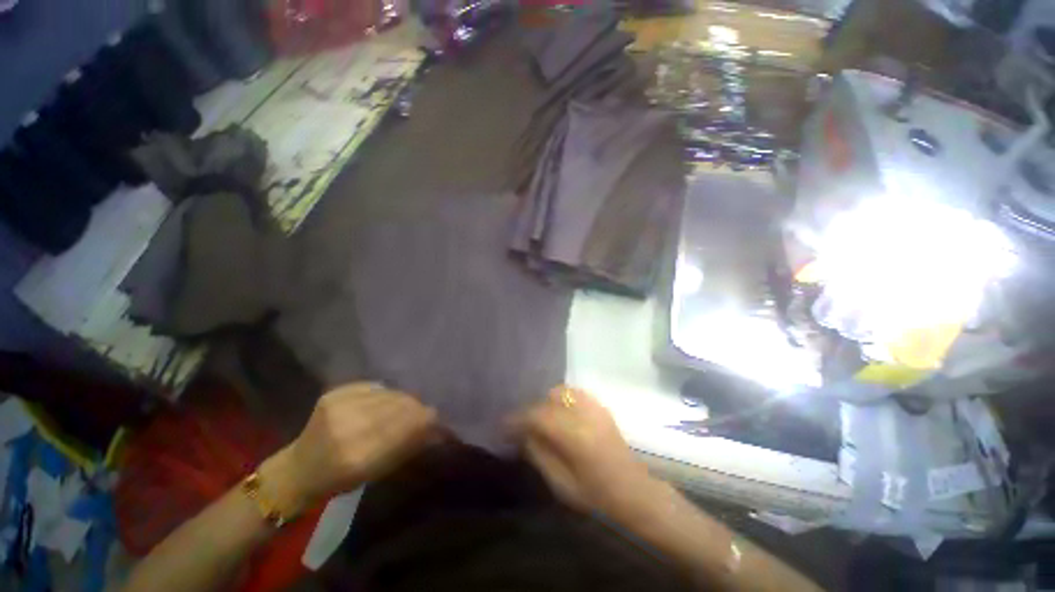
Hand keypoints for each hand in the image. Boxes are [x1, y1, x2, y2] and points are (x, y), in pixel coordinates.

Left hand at [259, 383, 437, 515]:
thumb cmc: (339, 480)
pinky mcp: (333, 393)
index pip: (404, 426)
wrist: (298, 469)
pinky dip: (385, 393)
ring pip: (388, 394)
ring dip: (403, 398)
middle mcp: (348, 426)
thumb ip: (407, 446)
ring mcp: (338, 406)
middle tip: (424, 409)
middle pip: (398, 406)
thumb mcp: (376, 472)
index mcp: (357, 456)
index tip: (437, 417)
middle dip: (416, 406)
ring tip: (409, 403)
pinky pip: (373, 387)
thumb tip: (436, 428)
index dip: (425, 418)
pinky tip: (387, 399)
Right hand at [512, 386, 667, 522]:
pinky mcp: (600, 406)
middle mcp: (585, 414)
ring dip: (545, 402)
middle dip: (530, 409)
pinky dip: (560, 399)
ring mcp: (595, 407)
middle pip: (548, 398)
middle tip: (520, 424)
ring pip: (560, 391)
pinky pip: (573, 393)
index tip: (502, 425)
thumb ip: (539, 454)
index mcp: (575, 436)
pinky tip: (557, 413)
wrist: (635, 493)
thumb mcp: (561, 484)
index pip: (538, 416)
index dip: (517, 418)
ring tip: (538, 418)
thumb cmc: (597, 497)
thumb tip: (522, 434)